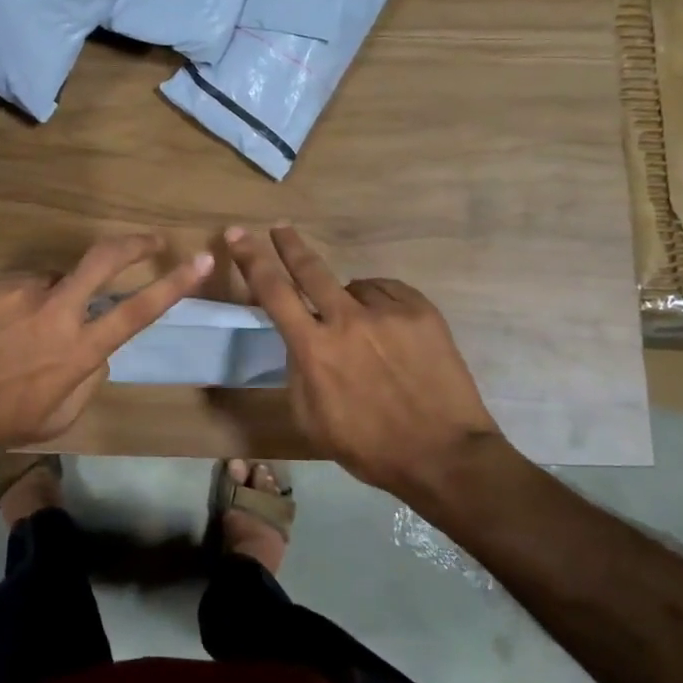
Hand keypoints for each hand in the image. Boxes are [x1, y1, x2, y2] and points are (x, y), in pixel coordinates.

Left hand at [0, 234, 212, 458]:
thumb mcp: (57, 418)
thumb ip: (89, 380)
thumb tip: (99, 352)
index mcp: (79, 349)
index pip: (138, 310)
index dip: (175, 284)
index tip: (199, 260)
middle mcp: (58, 310)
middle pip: (106, 258)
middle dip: (136, 243)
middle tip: (152, 240)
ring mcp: (24, 290)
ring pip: (59, 278)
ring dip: (59, 295)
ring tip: (28, 329)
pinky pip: (25, 286)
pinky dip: (26, 302)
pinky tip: (1, 328)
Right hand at [225, 225, 504, 494]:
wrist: (444, 454)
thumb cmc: (369, 447)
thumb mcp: (311, 419)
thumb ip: (297, 372)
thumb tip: (299, 341)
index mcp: (314, 349)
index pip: (273, 292)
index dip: (251, 259)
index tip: (238, 235)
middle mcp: (347, 320)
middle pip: (311, 268)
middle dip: (290, 244)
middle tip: (280, 227)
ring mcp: (388, 312)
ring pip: (355, 288)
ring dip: (350, 302)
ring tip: (366, 334)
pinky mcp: (421, 311)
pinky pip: (389, 294)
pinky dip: (381, 306)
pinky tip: (390, 332)